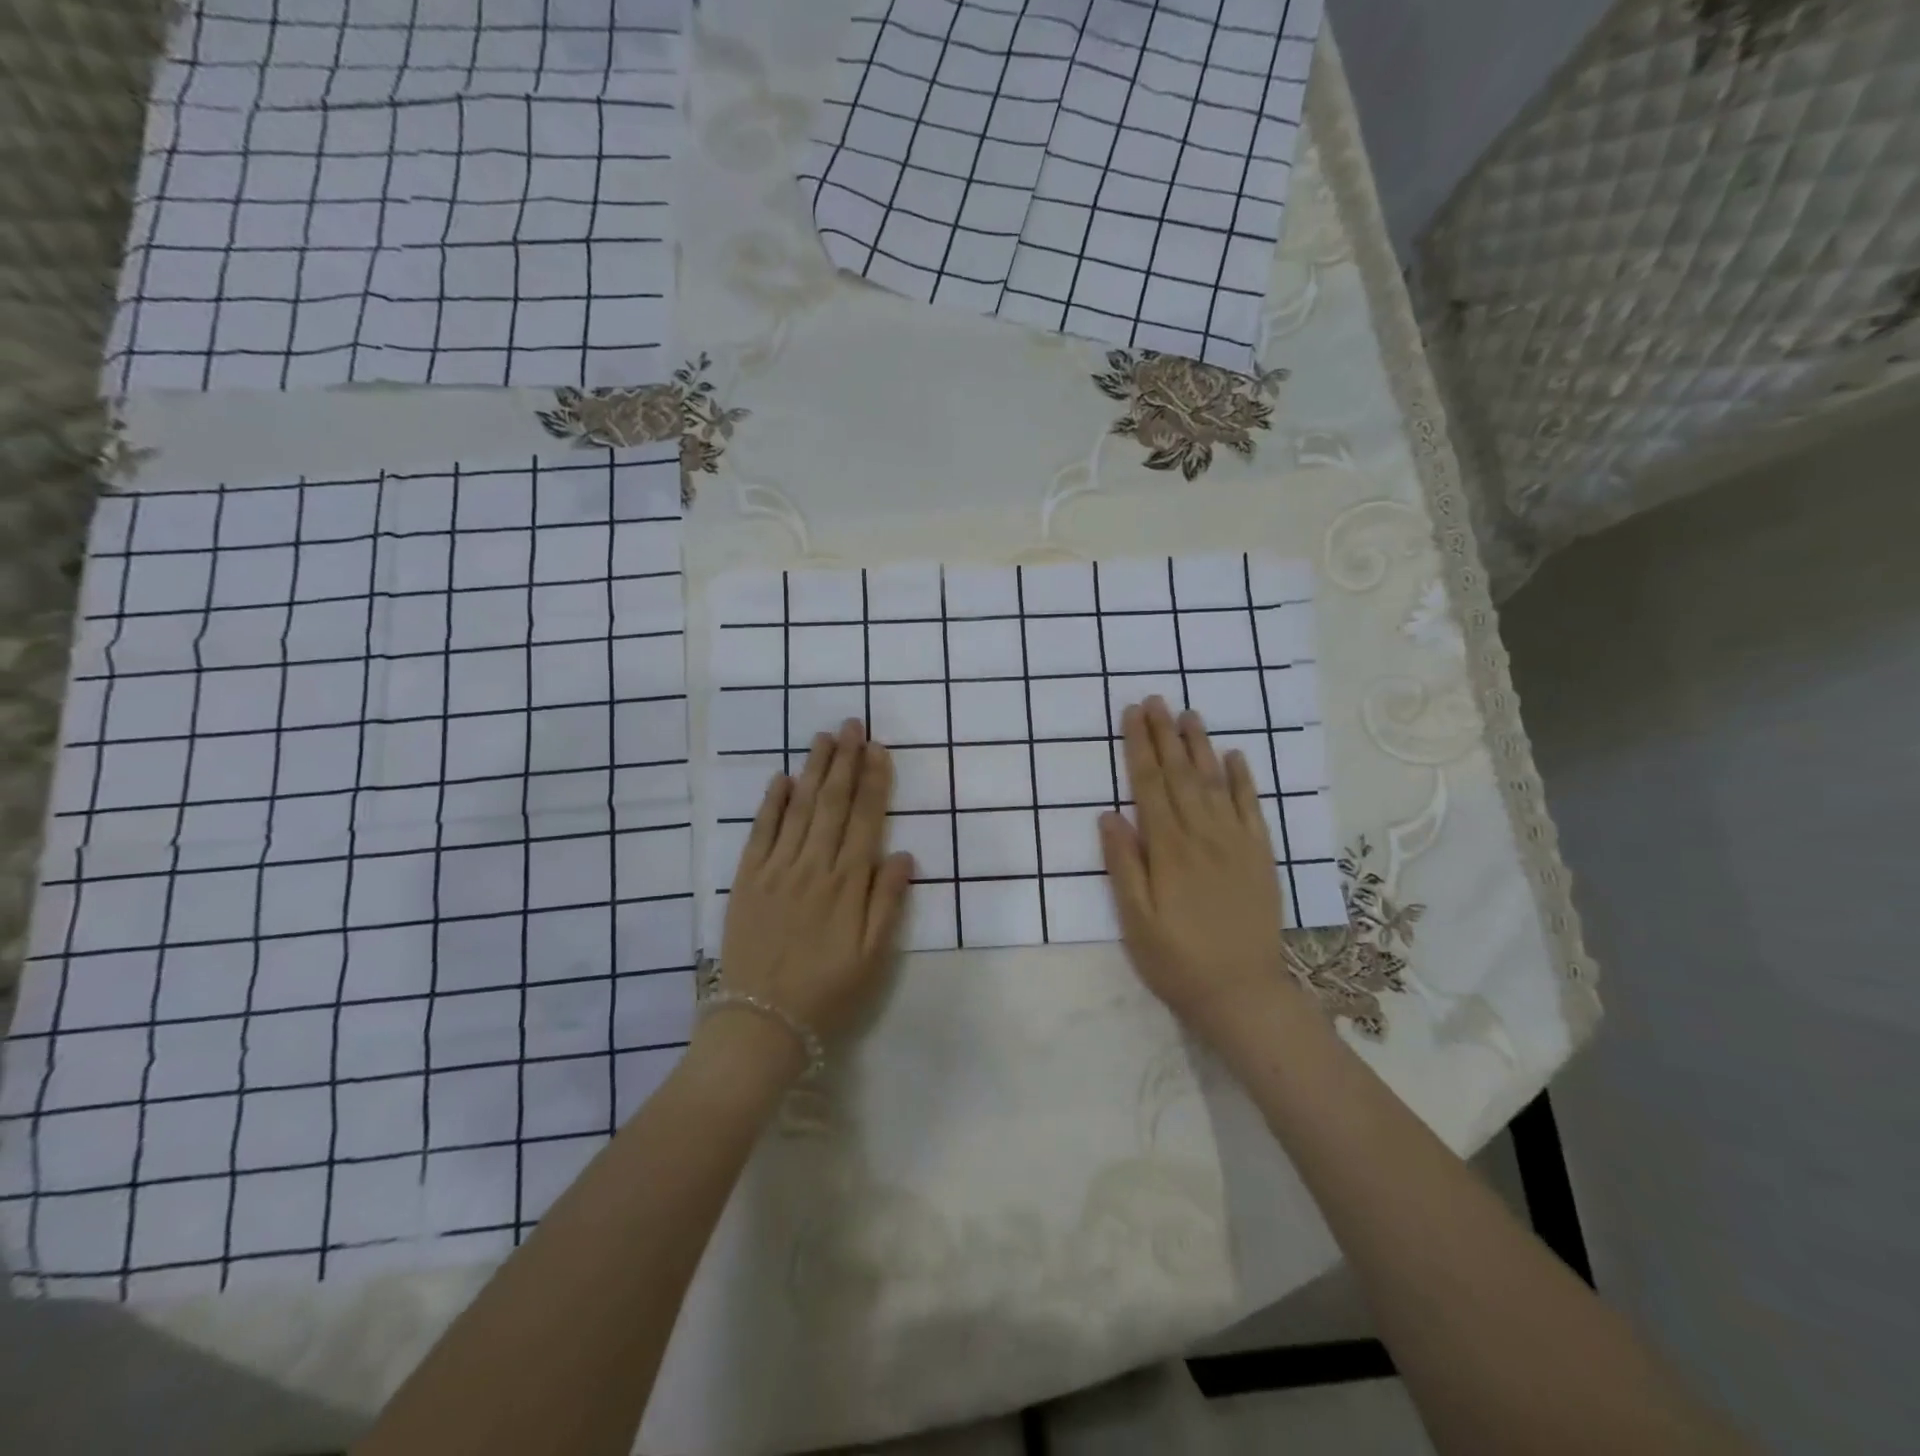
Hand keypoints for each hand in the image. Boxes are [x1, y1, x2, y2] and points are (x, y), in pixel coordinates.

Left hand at [716, 719, 914, 1045]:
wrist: (762, 1022)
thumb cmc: (827, 992)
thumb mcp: (873, 956)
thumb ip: (888, 902)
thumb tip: (903, 854)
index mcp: (848, 884)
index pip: (866, 819)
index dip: (874, 782)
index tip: (878, 749)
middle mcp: (814, 866)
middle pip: (833, 803)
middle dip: (845, 761)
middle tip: (852, 724)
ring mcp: (777, 870)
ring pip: (800, 808)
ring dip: (813, 770)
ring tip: (824, 737)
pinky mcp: (748, 880)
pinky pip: (761, 832)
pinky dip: (772, 803)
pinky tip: (781, 779)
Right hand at [1100, 697, 1302, 1041]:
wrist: (1243, 993)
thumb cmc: (1177, 960)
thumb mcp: (1136, 921)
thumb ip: (1123, 865)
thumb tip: (1109, 815)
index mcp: (1168, 849)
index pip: (1149, 785)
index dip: (1139, 747)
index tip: (1132, 714)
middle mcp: (1203, 835)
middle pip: (1181, 775)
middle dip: (1165, 735)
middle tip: (1156, 699)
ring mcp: (1237, 843)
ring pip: (1216, 782)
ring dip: (1201, 746)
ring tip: (1189, 714)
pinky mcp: (1261, 856)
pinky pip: (1252, 808)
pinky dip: (1244, 780)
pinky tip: (1236, 756)